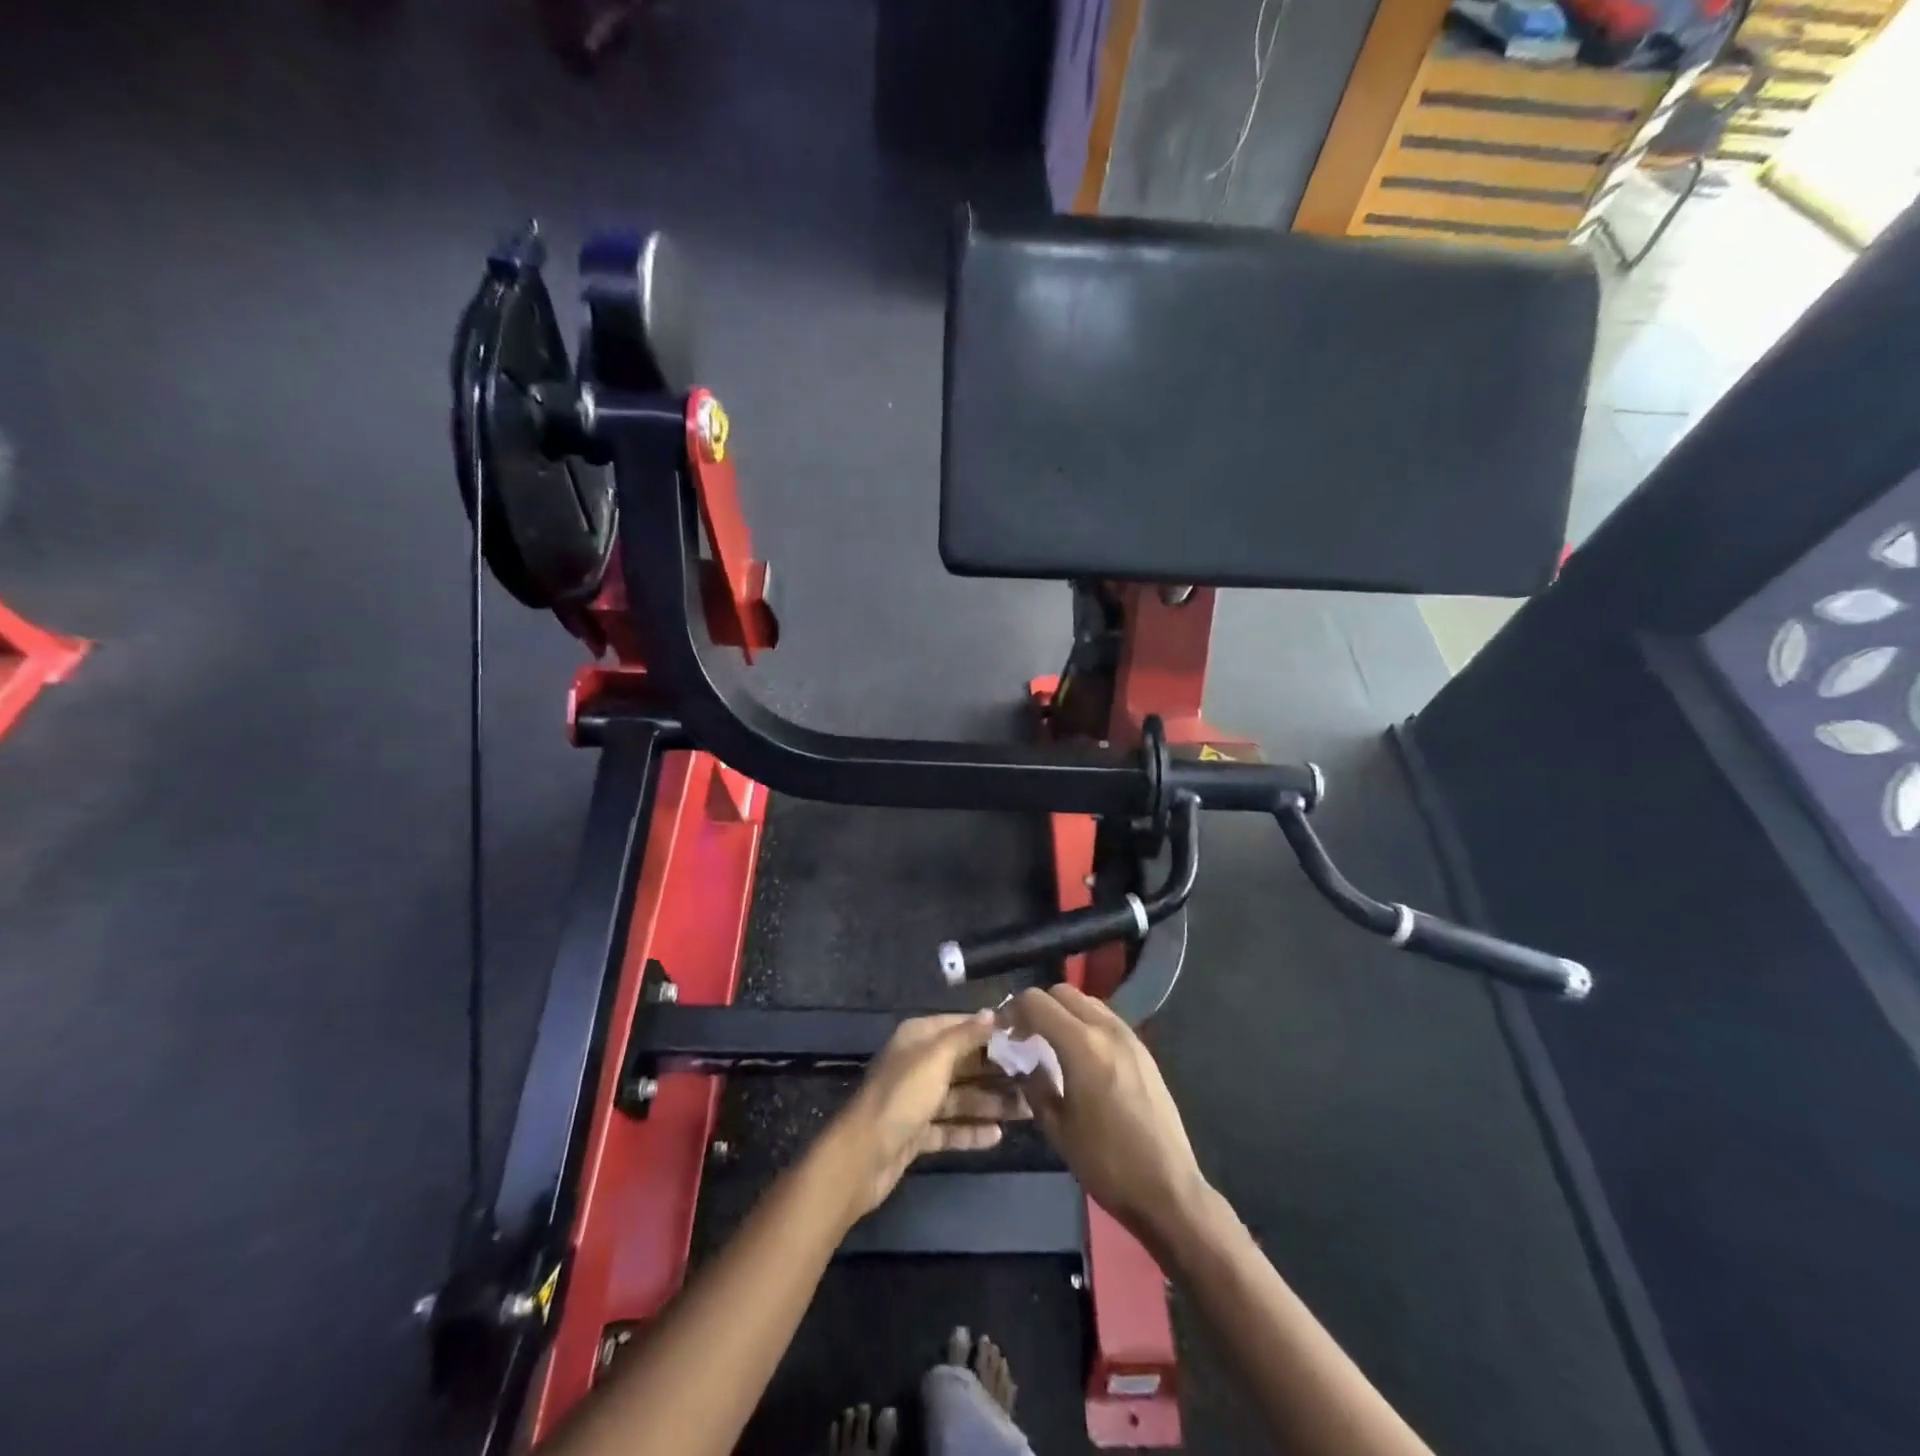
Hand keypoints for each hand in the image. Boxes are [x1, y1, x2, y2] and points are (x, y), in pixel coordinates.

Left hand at [830, 1011, 1028, 1219]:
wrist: (862, 1156)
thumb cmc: (902, 1096)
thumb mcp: (936, 1058)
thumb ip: (966, 1035)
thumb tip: (993, 1013)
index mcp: (918, 1038)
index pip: (961, 1026)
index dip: (991, 1032)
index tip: (1026, 1038)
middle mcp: (918, 1064)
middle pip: (964, 1063)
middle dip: (997, 1071)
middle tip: (1036, 1079)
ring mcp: (917, 1100)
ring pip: (961, 1097)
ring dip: (991, 1102)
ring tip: (1027, 1110)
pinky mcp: (917, 1133)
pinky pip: (951, 1127)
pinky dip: (972, 1130)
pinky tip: (999, 1135)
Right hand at [1006, 985, 1207, 1249]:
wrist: (1167, 1188)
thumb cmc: (1106, 1162)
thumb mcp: (1057, 1128)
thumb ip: (1034, 1084)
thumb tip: (1022, 1061)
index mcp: (1082, 1045)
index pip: (1037, 1002)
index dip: (1013, 1010)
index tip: (1003, 1032)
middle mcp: (1107, 1029)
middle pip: (1062, 992)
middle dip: (1038, 1007)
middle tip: (1024, 1036)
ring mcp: (1129, 1036)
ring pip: (1086, 1001)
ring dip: (1063, 1012)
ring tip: (1051, 1044)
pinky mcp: (1143, 1049)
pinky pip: (1105, 1019)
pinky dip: (1085, 1023)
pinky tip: (1080, 1056)